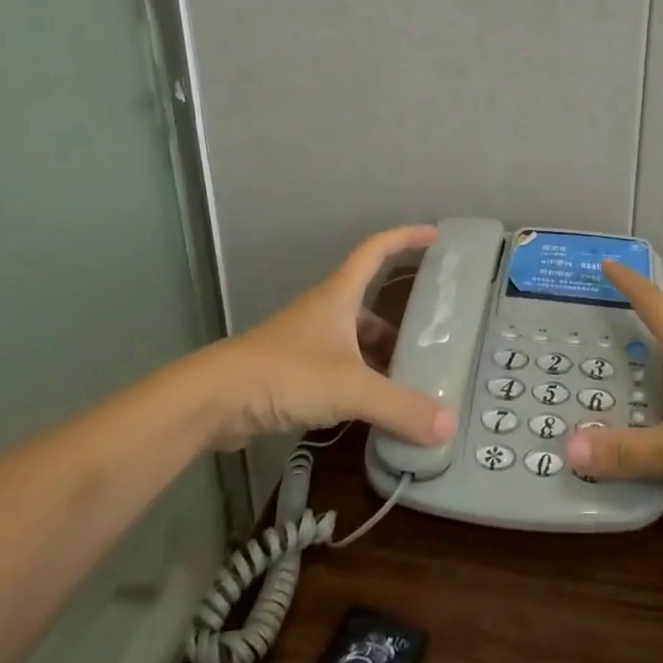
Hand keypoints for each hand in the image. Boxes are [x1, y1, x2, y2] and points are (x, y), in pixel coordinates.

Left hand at [198, 225, 458, 450]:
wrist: (213, 400)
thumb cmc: (285, 373)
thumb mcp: (350, 388)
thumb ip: (400, 406)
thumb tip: (449, 426)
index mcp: (339, 296)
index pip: (377, 250)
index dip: (406, 238)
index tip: (435, 236)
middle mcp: (325, 312)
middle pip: (370, 303)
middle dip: (402, 317)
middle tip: (435, 333)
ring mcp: (307, 343)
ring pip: (355, 340)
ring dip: (382, 354)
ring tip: (415, 377)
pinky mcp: (294, 374)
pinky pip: (340, 369)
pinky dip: (362, 381)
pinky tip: (377, 407)